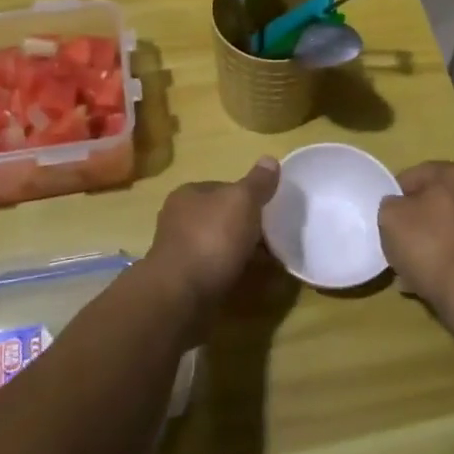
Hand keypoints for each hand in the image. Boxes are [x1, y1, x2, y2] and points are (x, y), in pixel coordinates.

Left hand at [143, 157, 279, 327]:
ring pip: (220, 246)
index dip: (248, 196)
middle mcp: (179, 219)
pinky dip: (234, 273)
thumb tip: (269, 159)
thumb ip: (257, 182)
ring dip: (242, 252)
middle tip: (274, 238)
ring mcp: (180, 252)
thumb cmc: (211, 238)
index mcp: (188, 194)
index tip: (270, 210)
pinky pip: (217, 271)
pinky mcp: (185, 281)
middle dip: (246, 227)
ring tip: (270, 262)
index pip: (223, 187)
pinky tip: (252, 280)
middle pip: (222, 218)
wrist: (180, 295)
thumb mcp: (242, 201)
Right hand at [378, 162, 453, 323]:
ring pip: (453, 229)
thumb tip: (401, 208)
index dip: (397, 193)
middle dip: (419, 220)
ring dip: (434, 242)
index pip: (419, 174)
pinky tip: (434, 280)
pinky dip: (450, 260)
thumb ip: (392, 204)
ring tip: (415, 267)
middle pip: (440, 202)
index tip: (387, 215)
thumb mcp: (391, 217)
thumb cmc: (430, 246)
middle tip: (400, 241)